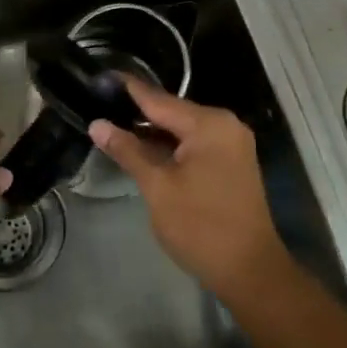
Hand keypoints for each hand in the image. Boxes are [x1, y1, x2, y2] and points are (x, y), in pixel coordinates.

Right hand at [88, 82, 286, 299]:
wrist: (249, 270)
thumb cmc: (200, 226)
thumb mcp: (157, 187)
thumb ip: (128, 151)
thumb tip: (97, 124)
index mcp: (209, 124)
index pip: (158, 99)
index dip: (128, 89)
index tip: (100, 77)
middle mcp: (225, 125)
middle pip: (172, 112)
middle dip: (137, 112)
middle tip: (99, 104)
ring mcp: (232, 144)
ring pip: (183, 129)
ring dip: (152, 131)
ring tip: (113, 125)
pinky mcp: (231, 163)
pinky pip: (195, 144)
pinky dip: (170, 146)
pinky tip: (143, 149)